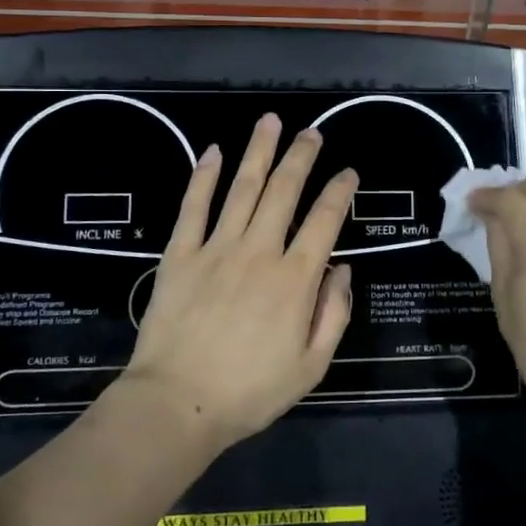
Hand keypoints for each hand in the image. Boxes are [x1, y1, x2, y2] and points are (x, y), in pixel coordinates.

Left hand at [121, 114, 357, 450]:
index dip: (340, 192)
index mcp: (295, 280)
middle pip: (284, 191)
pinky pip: (194, 206)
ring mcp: (216, 248)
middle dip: (301, 157)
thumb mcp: (312, 366)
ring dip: (259, 151)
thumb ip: (334, 314)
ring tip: (270, 121)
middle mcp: (259, 251)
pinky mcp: (180, 254)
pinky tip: (214, 151)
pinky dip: (204, 176)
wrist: (177, 404)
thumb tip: (342, 269)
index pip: (325, 221)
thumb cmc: (250, 391)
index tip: (348, 173)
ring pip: (242, 188)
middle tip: (312, 133)